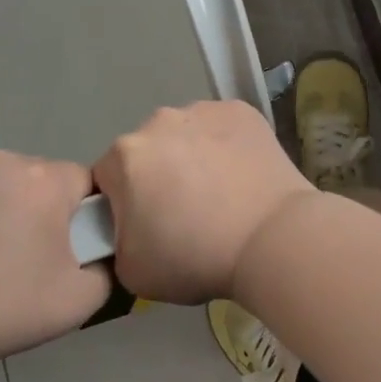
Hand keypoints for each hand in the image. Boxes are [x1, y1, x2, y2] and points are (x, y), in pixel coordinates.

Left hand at [0, 152, 109, 374]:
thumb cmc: (1, 311)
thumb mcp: (78, 302)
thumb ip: (106, 269)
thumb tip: (99, 255)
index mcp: (46, 182)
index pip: (83, 182)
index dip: (80, 215)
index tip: (63, 248)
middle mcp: (3, 162)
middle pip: (37, 178)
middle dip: (36, 208)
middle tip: (20, 258)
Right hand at [93, 101, 315, 305]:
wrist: (272, 239)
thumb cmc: (196, 258)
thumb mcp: (131, 271)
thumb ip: (115, 240)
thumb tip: (128, 226)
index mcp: (124, 155)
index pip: (108, 178)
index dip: (123, 204)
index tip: (147, 226)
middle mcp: (158, 121)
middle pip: (147, 151)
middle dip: (158, 175)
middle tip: (185, 212)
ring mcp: (204, 110)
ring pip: (186, 134)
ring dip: (192, 156)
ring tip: (221, 193)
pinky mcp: (242, 110)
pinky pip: (222, 128)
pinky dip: (226, 145)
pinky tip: (243, 175)